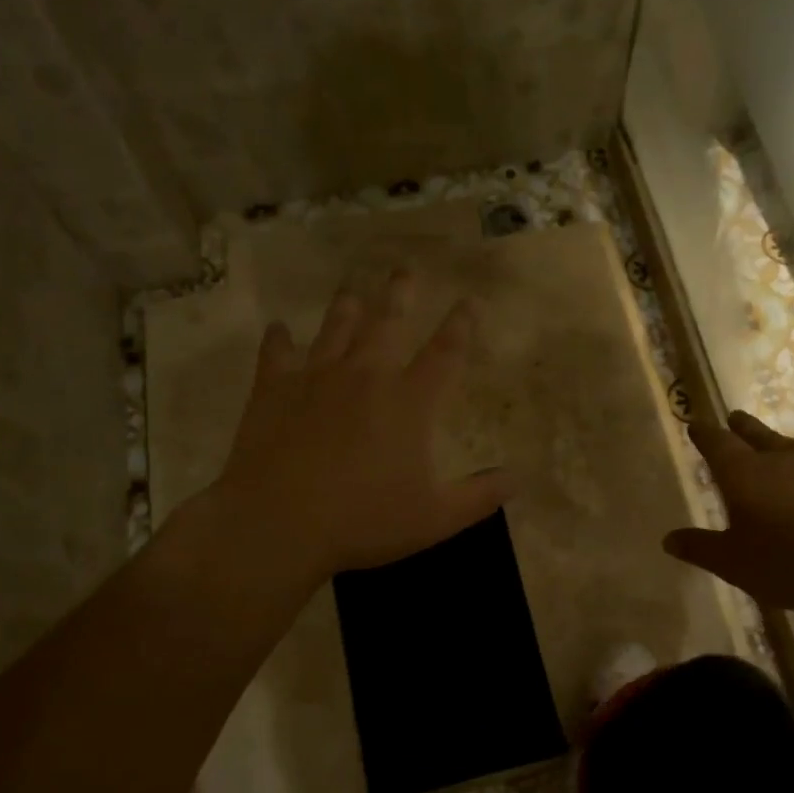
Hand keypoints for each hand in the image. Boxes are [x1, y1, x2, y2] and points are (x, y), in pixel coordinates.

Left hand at [203, 270, 511, 582]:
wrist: (279, 523)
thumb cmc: (363, 521)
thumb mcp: (435, 518)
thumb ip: (480, 496)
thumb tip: (519, 478)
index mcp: (409, 402)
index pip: (445, 353)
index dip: (461, 325)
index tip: (469, 301)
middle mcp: (366, 376)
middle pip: (388, 323)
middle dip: (400, 294)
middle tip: (404, 269)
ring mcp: (316, 377)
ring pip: (336, 328)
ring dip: (347, 307)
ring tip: (352, 289)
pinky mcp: (274, 389)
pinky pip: (277, 353)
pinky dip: (279, 339)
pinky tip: (278, 329)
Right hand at [664, 411, 793, 614]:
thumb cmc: (788, 563)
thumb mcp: (733, 563)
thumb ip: (700, 548)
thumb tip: (669, 539)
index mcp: (746, 473)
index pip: (717, 443)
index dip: (704, 434)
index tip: (696, 425)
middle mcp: (783, 460)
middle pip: (757, 434)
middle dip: (742, 427)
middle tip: (734, 418)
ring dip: (780, 448)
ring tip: (775, 451)